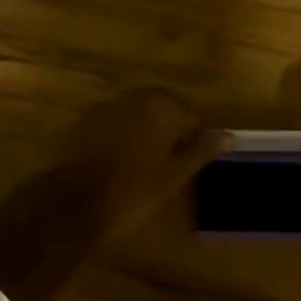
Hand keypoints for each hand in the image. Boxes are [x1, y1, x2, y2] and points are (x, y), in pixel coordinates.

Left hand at [61, 88, 225, 239]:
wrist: (71, 203)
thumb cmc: (132, 192)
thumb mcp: (174, 175)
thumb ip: (201, 150)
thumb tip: (229, 135)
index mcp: (162, 107)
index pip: (192, 116)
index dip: (194, 139)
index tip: (190, 164)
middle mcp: (136, 97)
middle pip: (164, 108)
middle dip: (171, 130)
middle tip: (170, 163)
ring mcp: (108, 105)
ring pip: (139, 113)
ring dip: (146, 130)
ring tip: (146, 162)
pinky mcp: (87, 119)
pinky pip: (116, 120)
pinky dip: (124, 133)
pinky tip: (120, 159)